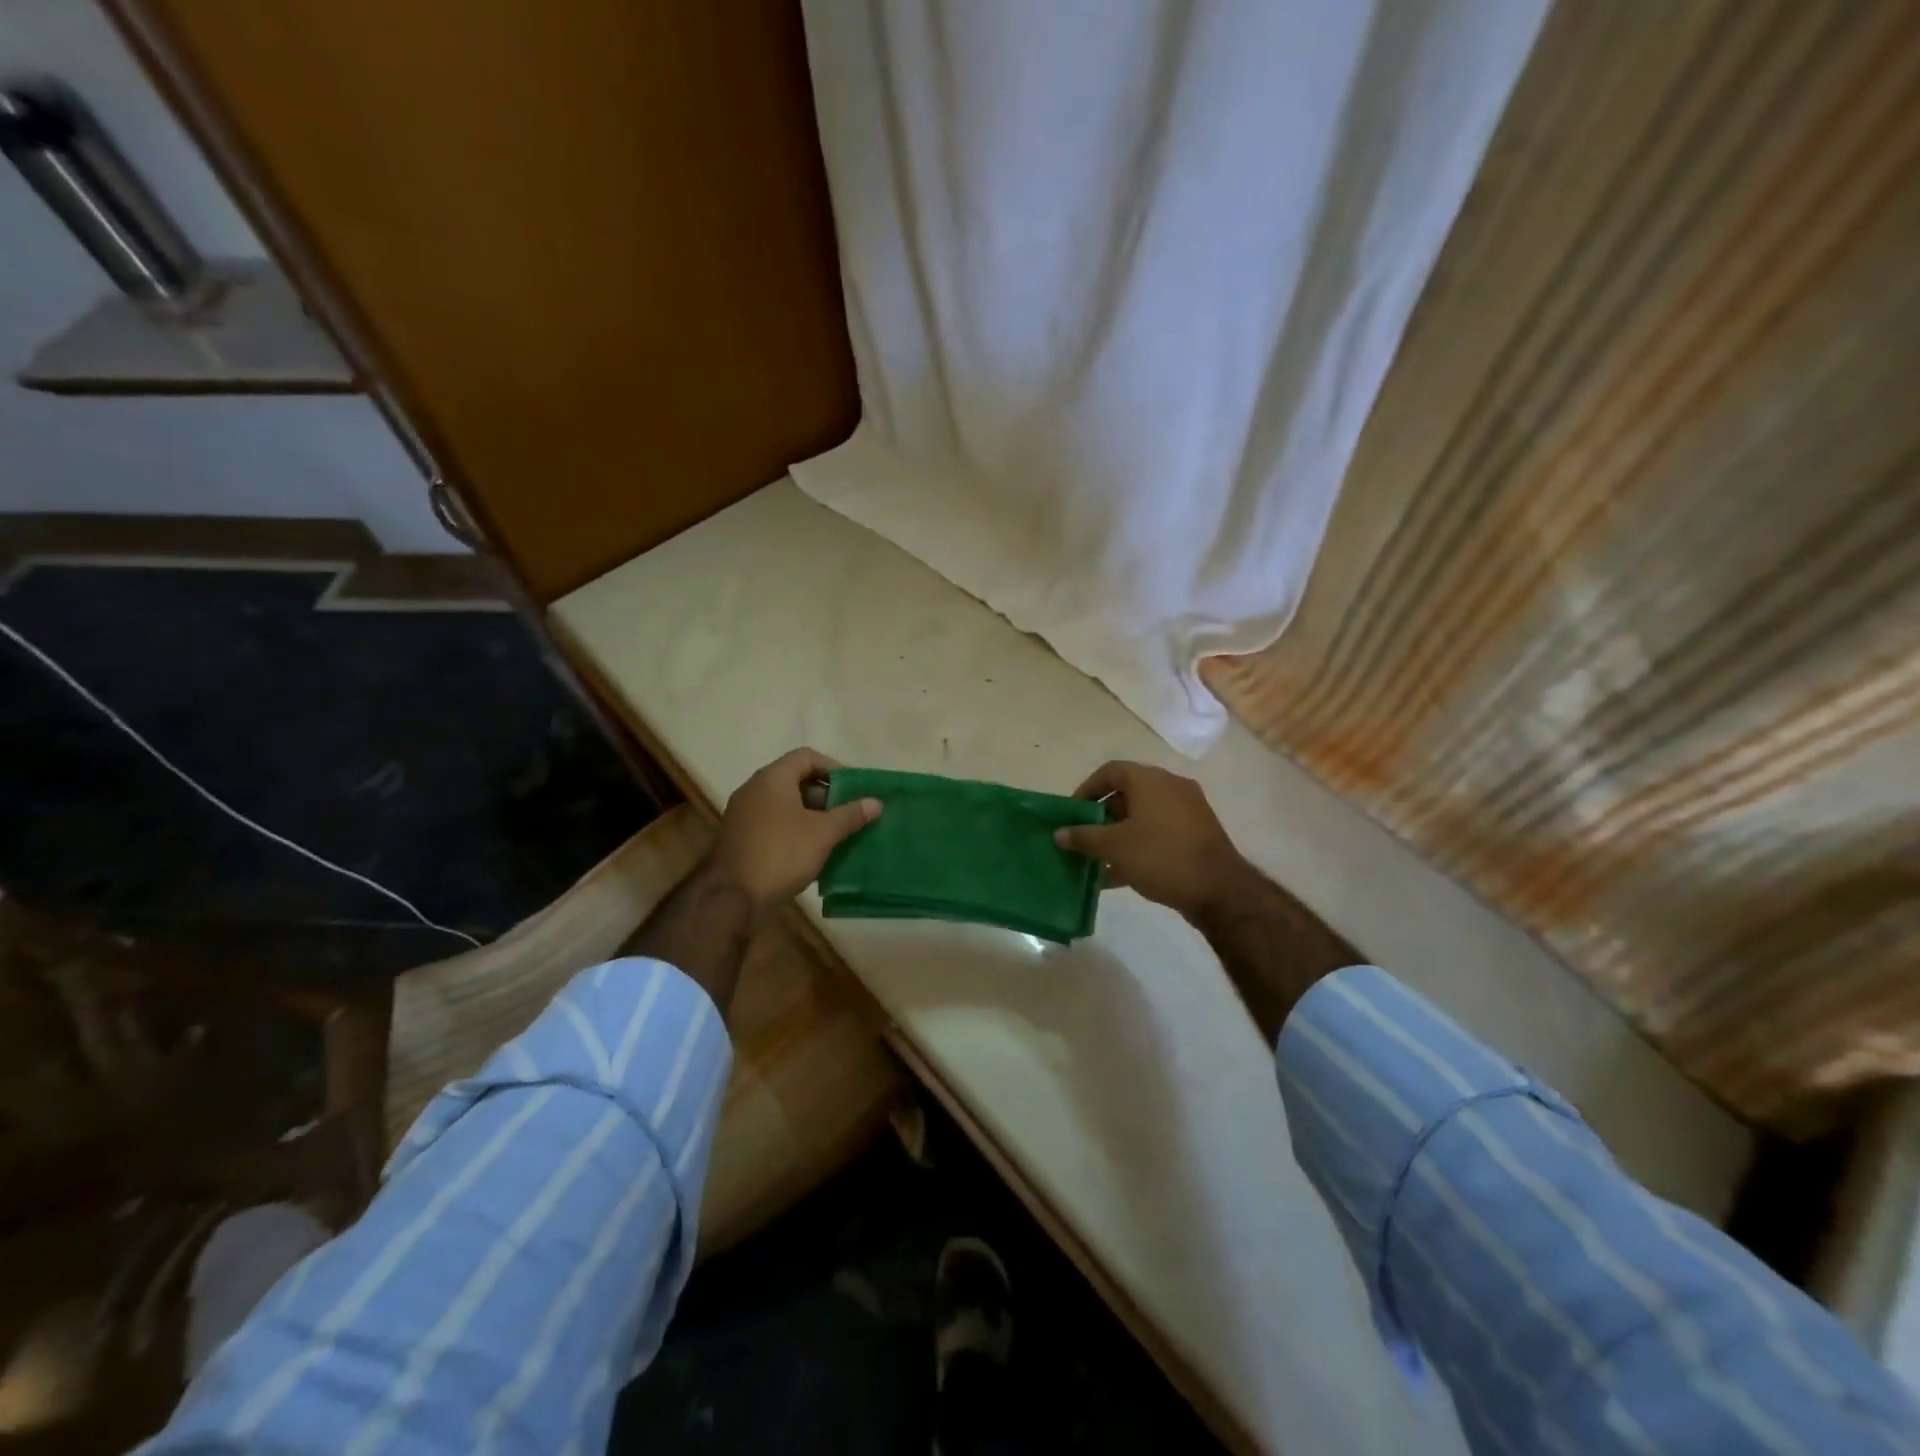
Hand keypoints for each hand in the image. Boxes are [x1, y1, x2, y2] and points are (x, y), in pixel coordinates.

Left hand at [706, 747, 881, 919]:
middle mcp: (754, 789)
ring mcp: (744, 814)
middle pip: (795, 779)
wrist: (731, 896)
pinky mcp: (741, 837)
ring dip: (812, 814)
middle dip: (826, 794)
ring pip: (785, 804)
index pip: (806, 756)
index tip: (854, 788)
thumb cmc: (781, 853)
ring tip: (836, 833)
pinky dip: (795, 829)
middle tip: (849, 812)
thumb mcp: (823, 833)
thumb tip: (875, 802)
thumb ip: (850, 815)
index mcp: (772, 778)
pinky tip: (812, 850)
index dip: (834, 767)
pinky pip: (774, 823)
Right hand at [1054, 761, 1251, 921]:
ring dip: (1119, 835)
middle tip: (1084, 838)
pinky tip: (1120, 875)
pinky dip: (1139, 846)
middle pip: (1127, 794)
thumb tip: (1059, 833)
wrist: (1219, 890)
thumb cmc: (1160, 857)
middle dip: (1101, 817)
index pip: (1110, 771)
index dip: (1087, 789)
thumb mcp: (1114, 847)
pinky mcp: (1197, 834)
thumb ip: (1083, 837)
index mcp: (1149, 780)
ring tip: (1098, 860)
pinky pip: (1159, 832)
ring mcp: (1188, 810)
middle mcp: (1170, 786)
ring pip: (1143, 816)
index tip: (1072, 813)